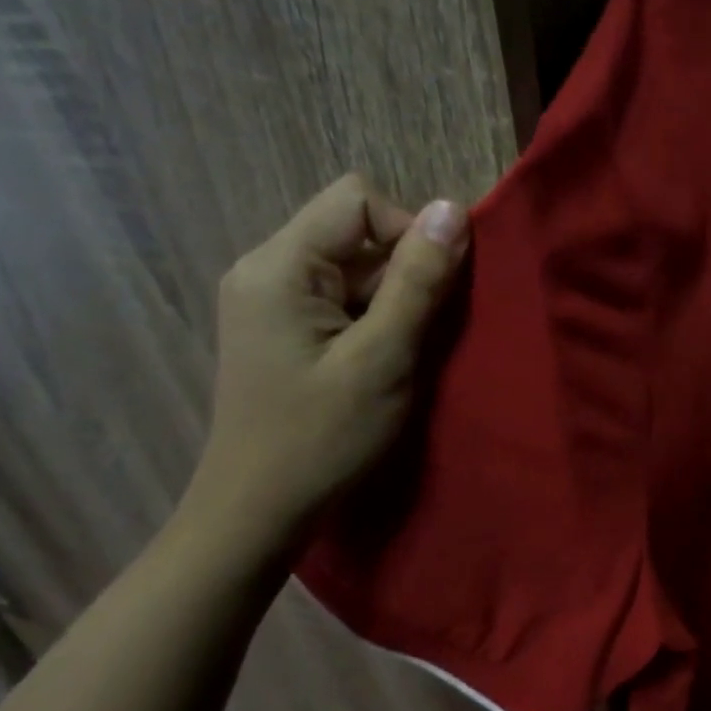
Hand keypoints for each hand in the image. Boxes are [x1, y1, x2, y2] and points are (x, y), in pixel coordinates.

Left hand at [186, 174, 469, 538]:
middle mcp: (265, 268)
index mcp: (279, 266)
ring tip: (396, 357)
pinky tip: (376, 364)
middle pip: (354, 232)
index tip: (430, 293)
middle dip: (401, 274)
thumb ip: (419, 281)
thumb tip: (451, 209)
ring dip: (390, 302)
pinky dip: (371, 321)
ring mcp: (268, 299)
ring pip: (352, 268)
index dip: (408, 232)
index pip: (357, 200)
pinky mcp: (279, 327)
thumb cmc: (323, 437)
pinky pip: (339, 298)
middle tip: (414, 337)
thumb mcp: (384, 358)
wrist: (258, 510)